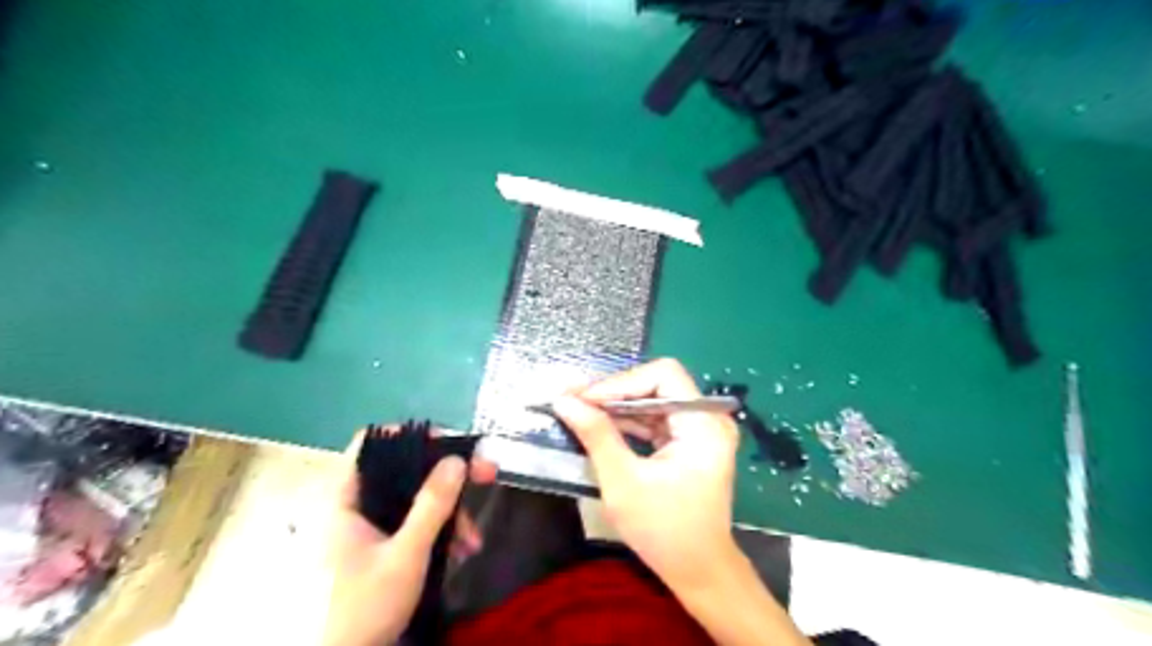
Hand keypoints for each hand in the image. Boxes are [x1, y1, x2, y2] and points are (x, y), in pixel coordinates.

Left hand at [324, 429, 476, 645]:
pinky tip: (457, 552)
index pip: (372, 443)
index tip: (449, 443)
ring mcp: (363, 529)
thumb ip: (432, 505)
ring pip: (412, 502)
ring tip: (471, 541)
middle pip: (404, 472)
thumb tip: (457, 459)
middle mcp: (352, 506)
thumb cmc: (361, 608)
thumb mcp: (405, 555)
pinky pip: (409, 525)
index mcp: (343, 498)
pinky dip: (435, 533)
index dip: (410, 435)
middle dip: (447, 480)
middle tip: (485, 477)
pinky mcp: (375, 548)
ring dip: (447, 514)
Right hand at [556, 359, 736, 590]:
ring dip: (618, 405)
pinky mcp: (691, 442)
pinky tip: (601, 425)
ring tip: (579, 410)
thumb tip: (563, 400)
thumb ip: (596, 435)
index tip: (583, 399)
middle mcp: (708, 418)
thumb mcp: (623, 482)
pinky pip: (656, 418)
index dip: (620, 382)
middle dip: (615, 392)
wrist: (698, 571)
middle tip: (574, 401)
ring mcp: (701, 430)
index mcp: (704, 424)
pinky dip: (628, 421)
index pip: (663, 376)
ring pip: (654, 399)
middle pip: (658, 384)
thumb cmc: (663, 531)